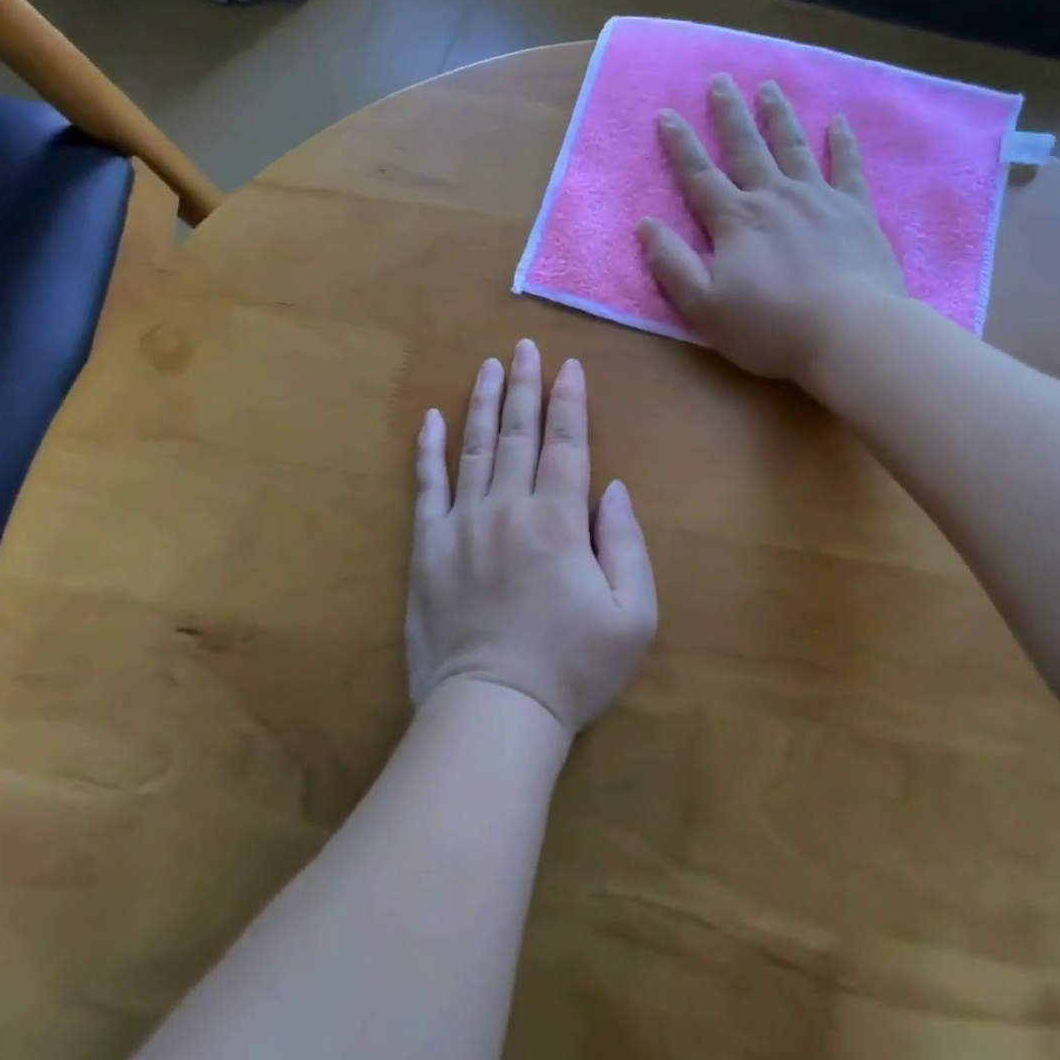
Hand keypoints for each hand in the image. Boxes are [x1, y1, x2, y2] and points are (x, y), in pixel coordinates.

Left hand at [407, 341, 657, 735]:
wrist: (493, 711)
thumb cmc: (571, 668)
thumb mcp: (632, 616)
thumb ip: (628, 545)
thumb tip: (613, 490)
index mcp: (559, 522)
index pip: (566, 445)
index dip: (569, 403)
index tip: (569, 368)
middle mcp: (508, 508)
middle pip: (518, 433)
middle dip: (525, 386)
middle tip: (525, 347)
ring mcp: (462, 524)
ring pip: (474, 448)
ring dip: (482, 403)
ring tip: (488, 366)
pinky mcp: (428, 547)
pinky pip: (427, 487)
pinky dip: (429, 450)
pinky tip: (431, 419)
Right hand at [638, 74, 907, 383]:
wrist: (850, 333)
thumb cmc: (771, 327)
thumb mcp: (705, 306)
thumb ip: (673, 265)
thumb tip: (646, 225)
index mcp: (735, 221)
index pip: (699, 176)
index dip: (680, 146)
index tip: (668, 114)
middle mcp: (774, 197)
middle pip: (746, 148)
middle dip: (729, 114)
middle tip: (720, 81)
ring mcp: (818, 199)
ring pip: (793, 147)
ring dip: (778, 116)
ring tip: (769, 87)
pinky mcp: (856, 211)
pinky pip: (847, 167)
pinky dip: (842, 143)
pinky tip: (837, 122)